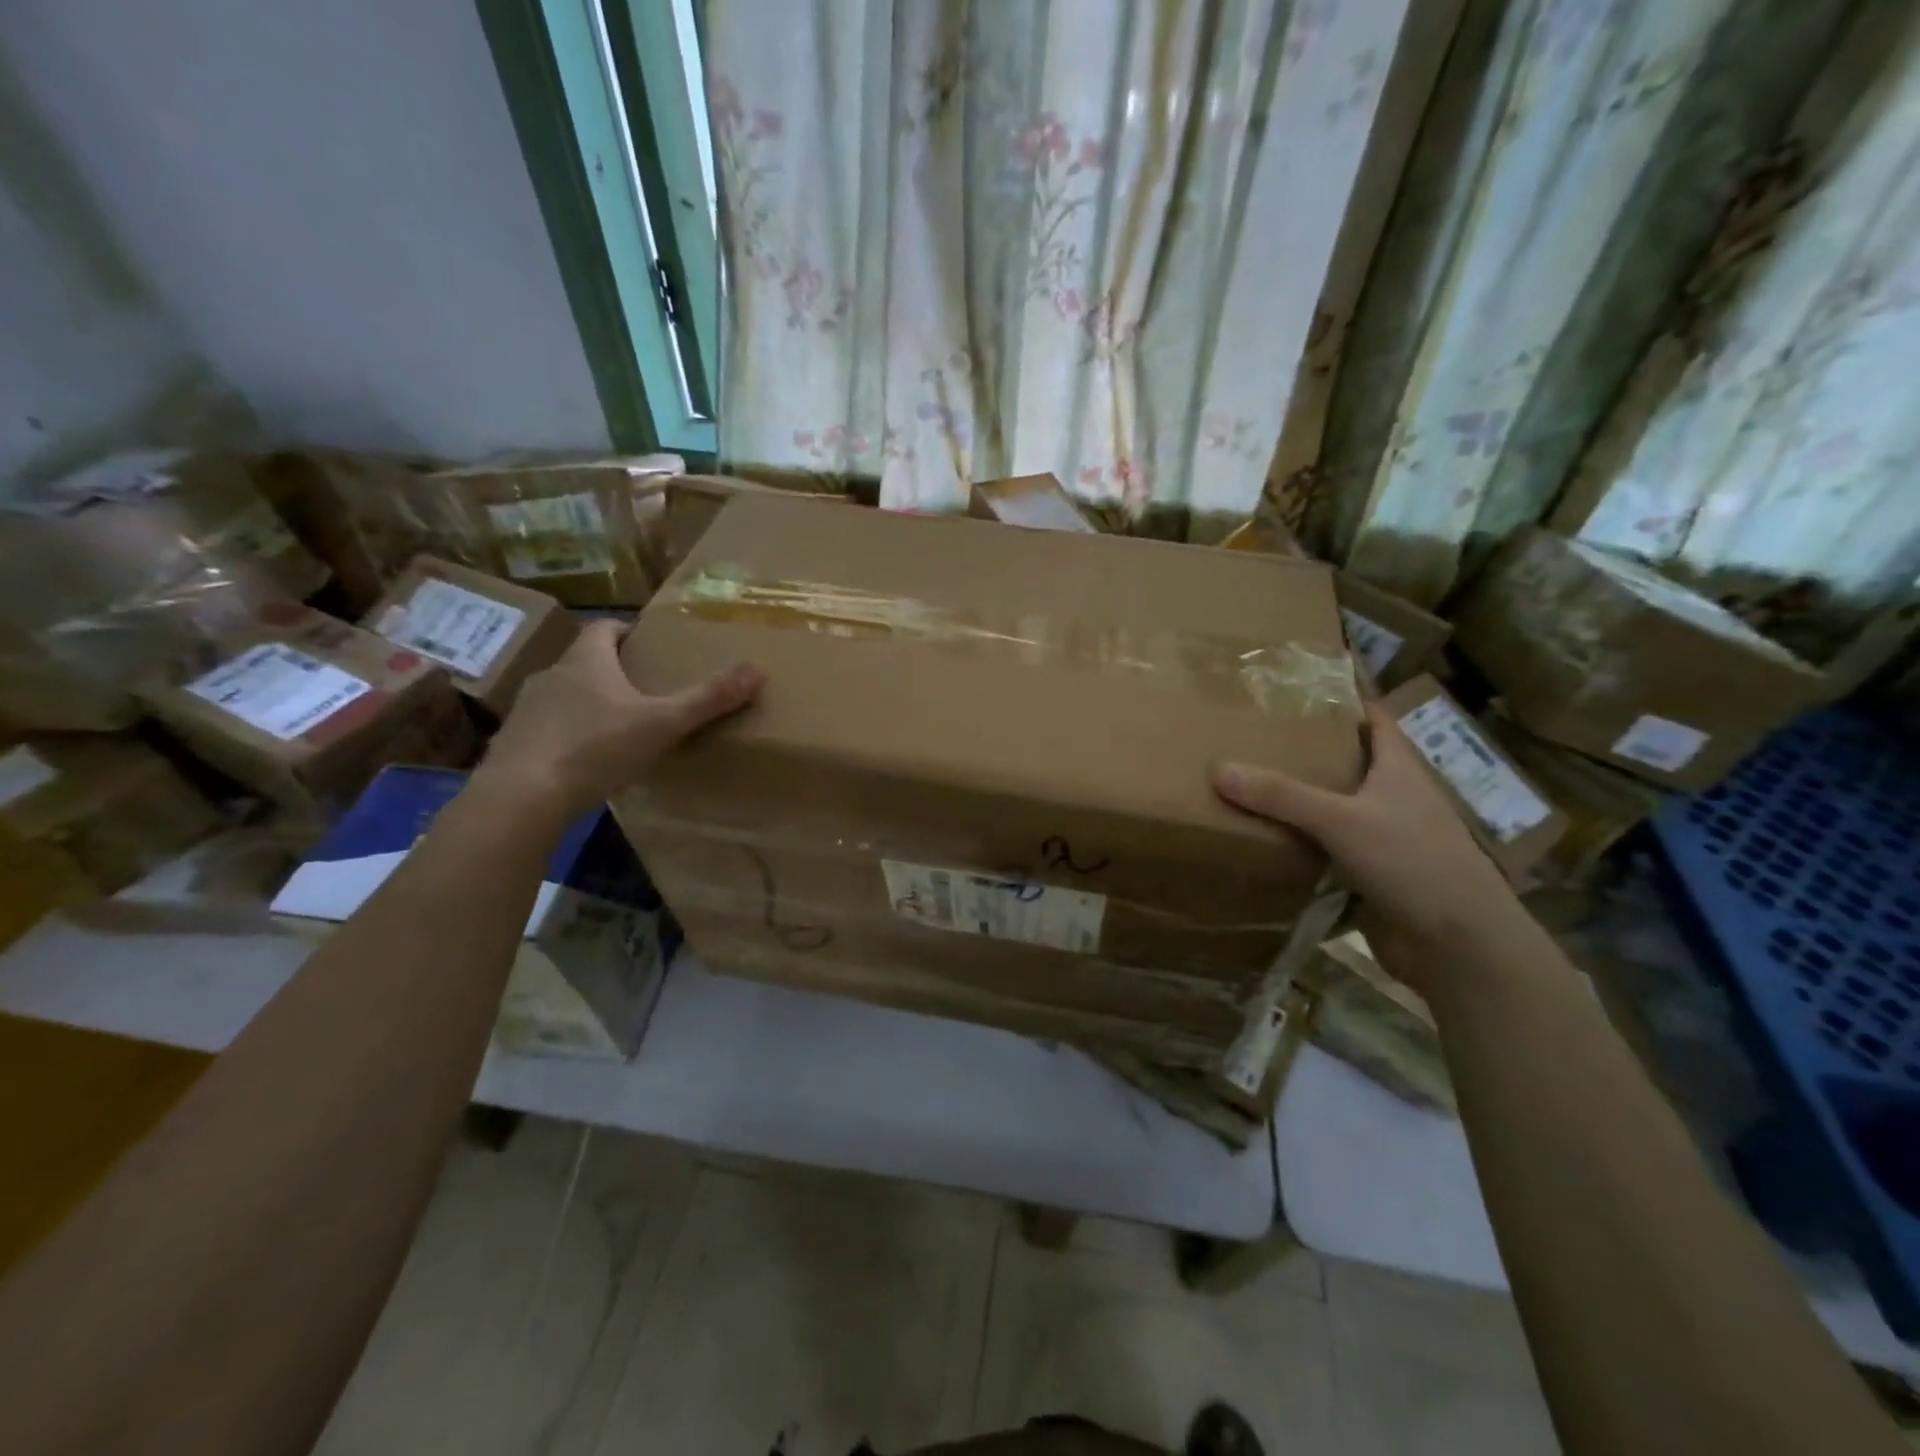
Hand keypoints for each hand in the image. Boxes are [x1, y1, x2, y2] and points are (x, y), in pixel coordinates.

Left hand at [473, 618, 762, 821]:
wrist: (521, 796)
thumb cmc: (595, 748)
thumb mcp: (662, 723)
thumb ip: (708, 698)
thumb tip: (757, 668)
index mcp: (586, 661)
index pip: (603, 628)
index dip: (625, 631)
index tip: (647, 644)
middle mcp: (552, 676)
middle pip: (584, 661)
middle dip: (612, 670)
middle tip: (644, 689)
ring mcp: (527, 710)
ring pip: (564, 695)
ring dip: (588, 703)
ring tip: (619, 726)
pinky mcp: (514, 743)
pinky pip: (547, 728)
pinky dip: (567, 735)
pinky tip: (586, 760)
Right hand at [1212, 699, 1523, 990]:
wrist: (1458, 947)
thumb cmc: (1413, 863)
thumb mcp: (1342, 820)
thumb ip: (1281, 795)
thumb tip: (1218, 768)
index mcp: (1399, 770)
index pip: (1375, 718)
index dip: (1348, 696)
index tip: (1307, 680)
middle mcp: (1394, 799)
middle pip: (1350, 762)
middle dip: (1310, 748)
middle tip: (1258, 732)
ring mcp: (1386, 839)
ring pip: (1336, 809)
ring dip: (1302, 800)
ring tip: (1250, 781)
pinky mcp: (1373, 876)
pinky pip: (1328, 851)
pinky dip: (1301, 844)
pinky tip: (1265, 840)